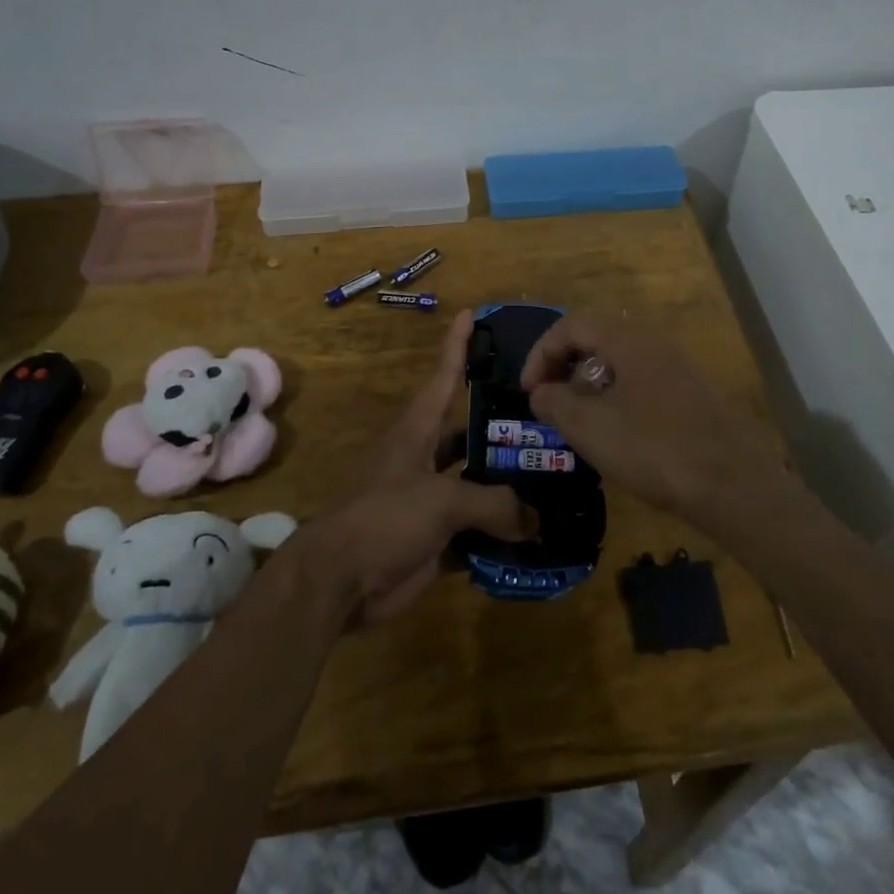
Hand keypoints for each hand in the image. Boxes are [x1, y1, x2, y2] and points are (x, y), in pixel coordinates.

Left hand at [298, 310, 536, 625]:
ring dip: (507, 483)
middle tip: (547, 416)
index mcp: (418, 432)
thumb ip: (493, 503)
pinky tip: (536, 534)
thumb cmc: (384, 518)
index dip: (457, 345)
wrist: (339, 580)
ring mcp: (429, 498)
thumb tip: (535, 519)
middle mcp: (425, 458)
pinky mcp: (434, 537)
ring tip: (554, 477)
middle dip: (502, 424)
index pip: (444, 377)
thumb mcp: (441, 501)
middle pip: (468, 432)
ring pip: (476, 481)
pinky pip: (476, 529)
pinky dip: (501, 532)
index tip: (471, 313)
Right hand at [520, 313, 788, 533]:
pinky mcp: (694, 395)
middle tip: (552, 405)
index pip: (571, 325)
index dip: (541, 353)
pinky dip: (618, 400)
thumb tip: (542, 392)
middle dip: (565, 369)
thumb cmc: (653, 448)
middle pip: (597, 340)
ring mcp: (679, 368)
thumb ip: (555, 403)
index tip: (530, 392)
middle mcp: (654, 342)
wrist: (734, 484)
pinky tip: (620, 438)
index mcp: (627, 339)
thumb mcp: (590, 427)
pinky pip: (643, 384)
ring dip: (591, 387)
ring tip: (581, 425)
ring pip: (620, 364)